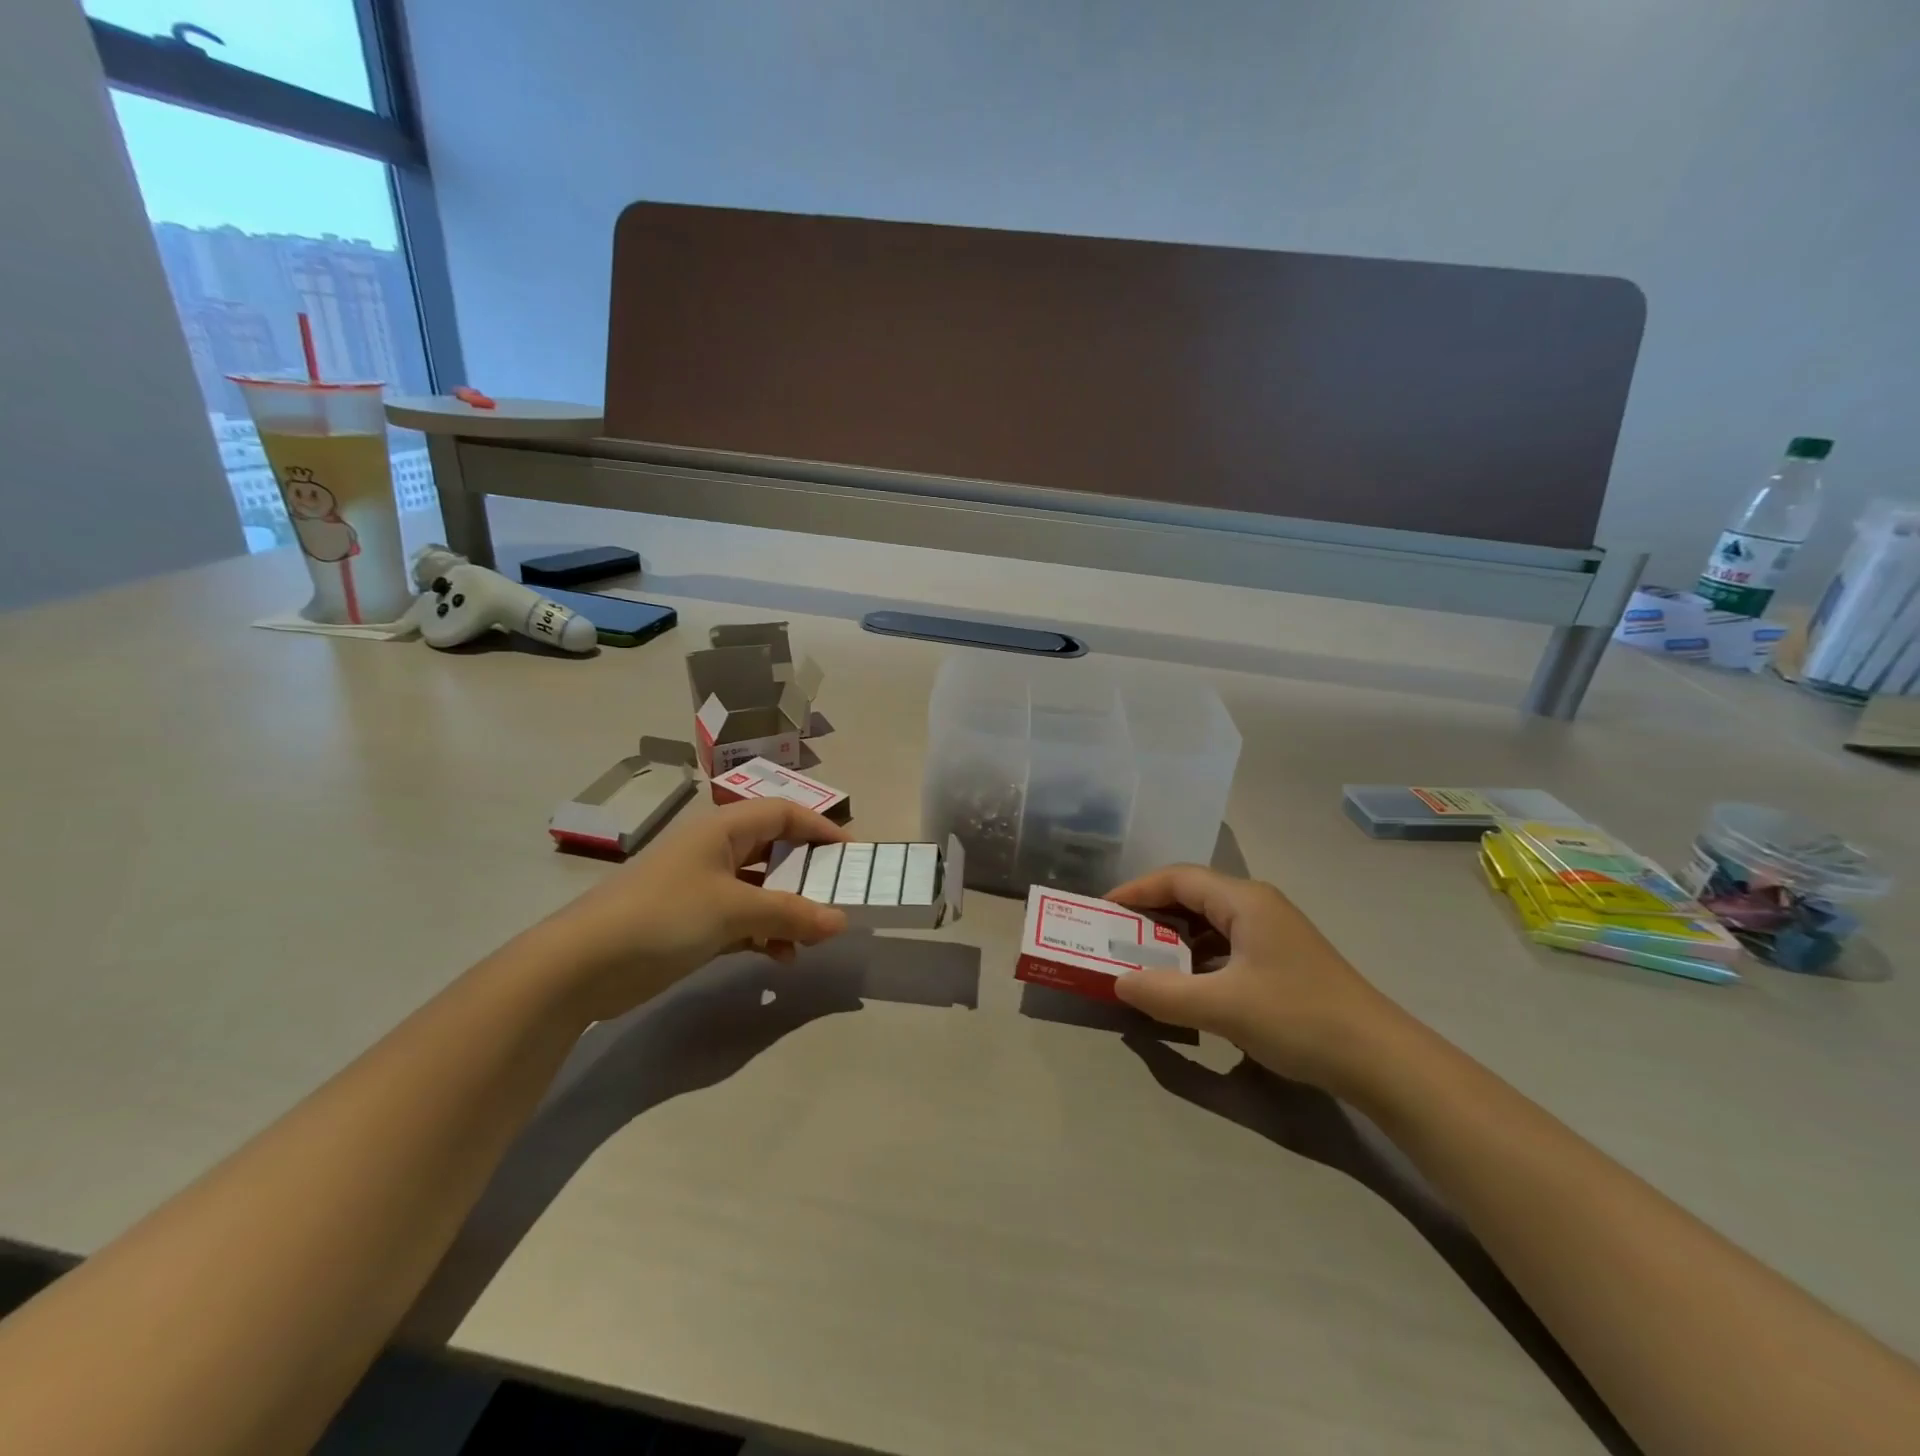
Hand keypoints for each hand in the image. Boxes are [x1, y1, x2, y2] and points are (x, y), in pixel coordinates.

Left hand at [532, 799, 851, 1019]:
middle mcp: (715, 851)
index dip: (821, 828)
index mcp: (723, 829)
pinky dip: (764, 934)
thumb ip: (791, 914)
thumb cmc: (663, 915)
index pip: (784, 813)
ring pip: (761, 889)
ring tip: (812, 939)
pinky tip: (780, 959)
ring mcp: (703, 887)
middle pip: (775, 851)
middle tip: (839, 899)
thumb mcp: (734, 910)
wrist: (581, 965)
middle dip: (808, 875)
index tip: (852, 857)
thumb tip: (841, 920)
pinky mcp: (692, 922)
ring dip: (788, 911)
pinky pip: (743, 919)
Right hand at [1106, 865, 1405, 1091]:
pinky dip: (1196, 960)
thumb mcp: (1222, 1007)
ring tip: (1141, 961)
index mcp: (1244, 901)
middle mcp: (1258, 907)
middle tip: (1116, 936)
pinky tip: (1184, 986)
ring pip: (1209, 924)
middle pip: (1192, 896)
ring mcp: (1273, 935)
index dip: (1137, 890)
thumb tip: (1117, 982)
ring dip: (1173, 940)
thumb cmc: (1298, 1018)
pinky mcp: (1282, 962)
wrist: (1382, 1060)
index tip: (1104, 911)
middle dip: (1151, 914)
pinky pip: (1225, 948)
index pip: (1178, 878)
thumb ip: (1163, 993)